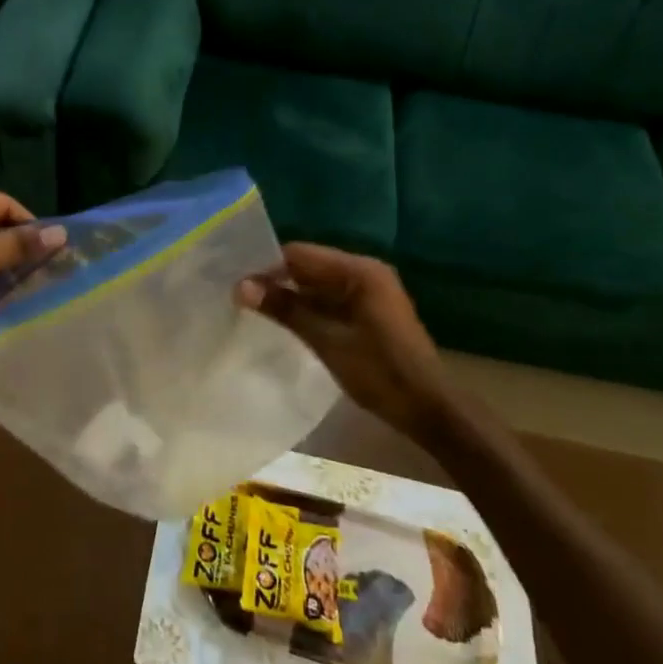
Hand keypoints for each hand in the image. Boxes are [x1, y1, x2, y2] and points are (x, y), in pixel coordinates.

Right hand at [237, 243, 449, 429]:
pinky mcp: (368, 311)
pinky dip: (307, 307)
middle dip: (275, 280)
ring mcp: (368, 291)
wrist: (428, 408)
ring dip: (289, 295)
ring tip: (253, 308)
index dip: (266, 267)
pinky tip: (283, 321)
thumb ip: (285, 309)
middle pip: (307, 266)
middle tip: (238, 297)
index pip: (299, 254)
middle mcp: (365, 272)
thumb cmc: (379, 372)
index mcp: (359, 271)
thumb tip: (240, 287)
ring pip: (316, 284)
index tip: (235, 284)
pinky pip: (329, 299)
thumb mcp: (326, 340)